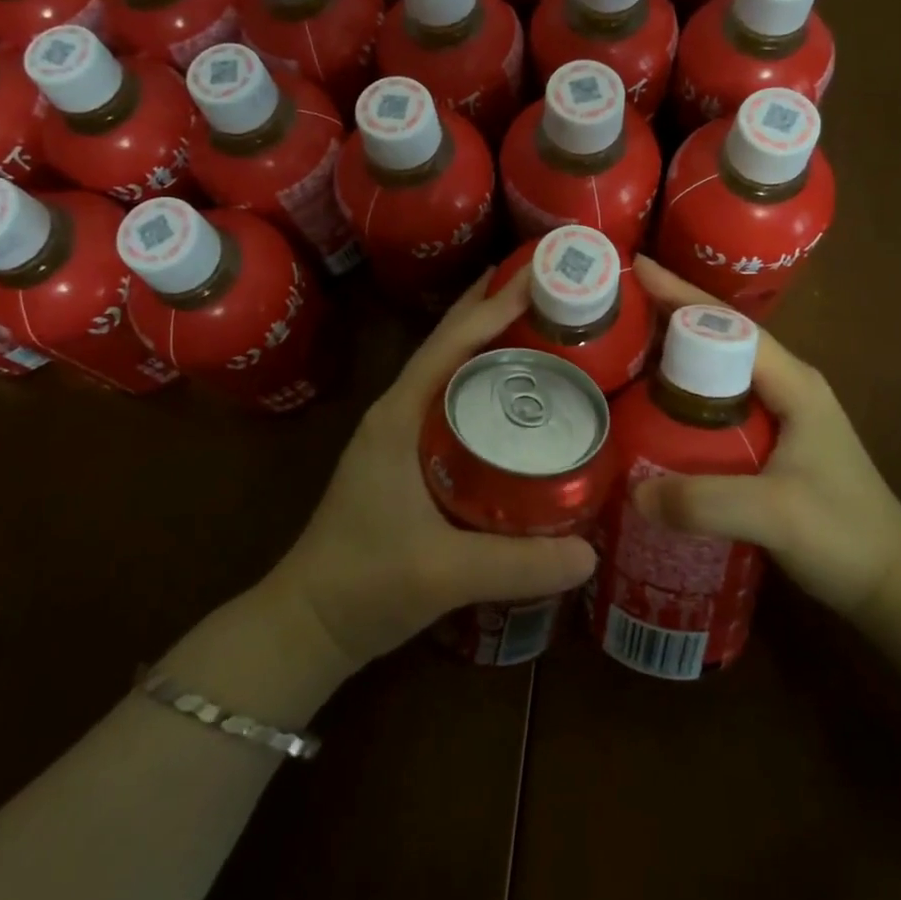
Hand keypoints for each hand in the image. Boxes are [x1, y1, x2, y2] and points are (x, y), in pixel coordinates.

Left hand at [265, 269, 599, 668]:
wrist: (308, 623)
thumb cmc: (364, 584)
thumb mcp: (444, 574)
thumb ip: (518, 564)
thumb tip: (592, 553)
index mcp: (398, 417)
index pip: (449, 346)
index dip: (493, 309)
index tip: (537, 276)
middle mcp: (397, 412)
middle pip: (449, 345)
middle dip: (491, 309)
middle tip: (545, 286)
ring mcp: (399, 434)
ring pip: (449, 371)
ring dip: (486, 342)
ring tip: (538, 325)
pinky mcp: (406, 457)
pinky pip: (450, 401)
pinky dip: (482, 383)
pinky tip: (514, 395)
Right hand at [629, 257, 900, 615]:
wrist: (892, 583)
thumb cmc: (844, 535)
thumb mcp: (775, 515)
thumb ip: (704, 501)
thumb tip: (632, 491)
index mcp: (793, 382)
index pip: (730, 326)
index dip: (681, 296)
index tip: (637, 269)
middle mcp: (786, 386)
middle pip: (719, 338)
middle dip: (669, 316)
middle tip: (617, 308)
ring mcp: (780, 414)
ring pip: (716, 369)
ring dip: (674, 355)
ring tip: (624, 349)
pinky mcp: (770, 442)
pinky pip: (715, 403)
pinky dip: (682, 394)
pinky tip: (652, 409)